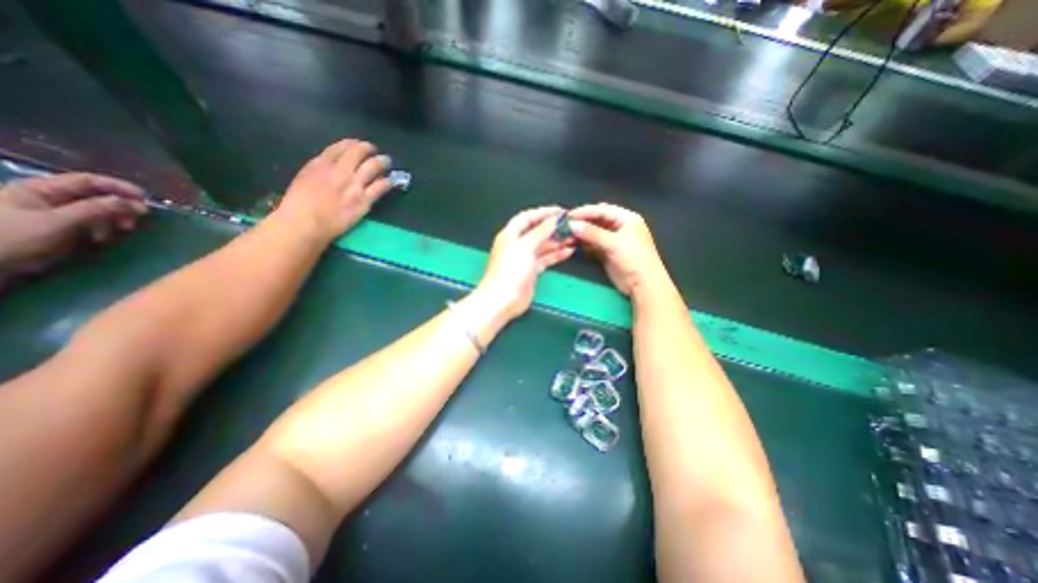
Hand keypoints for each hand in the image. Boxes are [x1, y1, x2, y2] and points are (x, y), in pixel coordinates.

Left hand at [0, 172, 144, 278]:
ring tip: (124, 230)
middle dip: (120, 206)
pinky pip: (92, 223)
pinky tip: (103, 239)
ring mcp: (55, 213)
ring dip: (115, 219)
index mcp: (41, 188)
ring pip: (98, 210)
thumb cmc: (13, 238)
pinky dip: (104, 229)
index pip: (88, 181)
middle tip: (140, 218)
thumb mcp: (56, 222)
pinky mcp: (62, 227)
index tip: (146, 199)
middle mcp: (49, 197)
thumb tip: (130, 202)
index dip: (119, 187)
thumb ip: (94, 209)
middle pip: (96, 195)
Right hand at [274, 139, 396, 244]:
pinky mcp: (364, 200)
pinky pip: (380, 187)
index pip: (340, 147)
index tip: (358, 144)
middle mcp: (340, 171)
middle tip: (374, 151)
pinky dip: (387, 182)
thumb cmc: (298, 205)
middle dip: (368, 149)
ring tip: (386, 161)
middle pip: (358, 152)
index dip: (352, 144)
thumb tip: (331, 167)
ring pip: (373, 166)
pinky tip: (391, 181)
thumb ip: (319, 170)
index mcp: (320, 164)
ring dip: (381, 162)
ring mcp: (354, 185)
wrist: (306, 223)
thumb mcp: (303, 178)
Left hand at [477, 206, 576, 319]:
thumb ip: (541, 231)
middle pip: (536, 231)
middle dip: (553, 228)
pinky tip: (569, 251)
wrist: (503, 299)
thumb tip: (554, 219)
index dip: (543, 212)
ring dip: (557, 241)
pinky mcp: (531, 271)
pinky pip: (545, 259)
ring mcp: (525, 259)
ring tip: (574, 237)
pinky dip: (556, 255)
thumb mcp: (525, 246)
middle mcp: (517, 244)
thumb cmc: (511, 269)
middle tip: (571, 225)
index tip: (560, 211)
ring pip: (543, 246)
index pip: (527, 218)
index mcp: (511, 234)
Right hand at [567, 202, 663, 296]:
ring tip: (566, 234)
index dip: (585, 211)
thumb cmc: (633, 258)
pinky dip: (584, 243)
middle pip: (598, 220)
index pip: (602, 210)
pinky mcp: (608, 252)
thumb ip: (592, 233)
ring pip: (594, 232)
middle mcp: (620, 226)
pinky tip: (574, 243)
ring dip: (582, 233)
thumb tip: (572, 225)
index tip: (568, 216)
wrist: (643, 284)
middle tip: (565, 224)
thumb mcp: (613, 243)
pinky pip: (594, 243)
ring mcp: (614, 240)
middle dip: (582, 222)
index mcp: (626, 218)